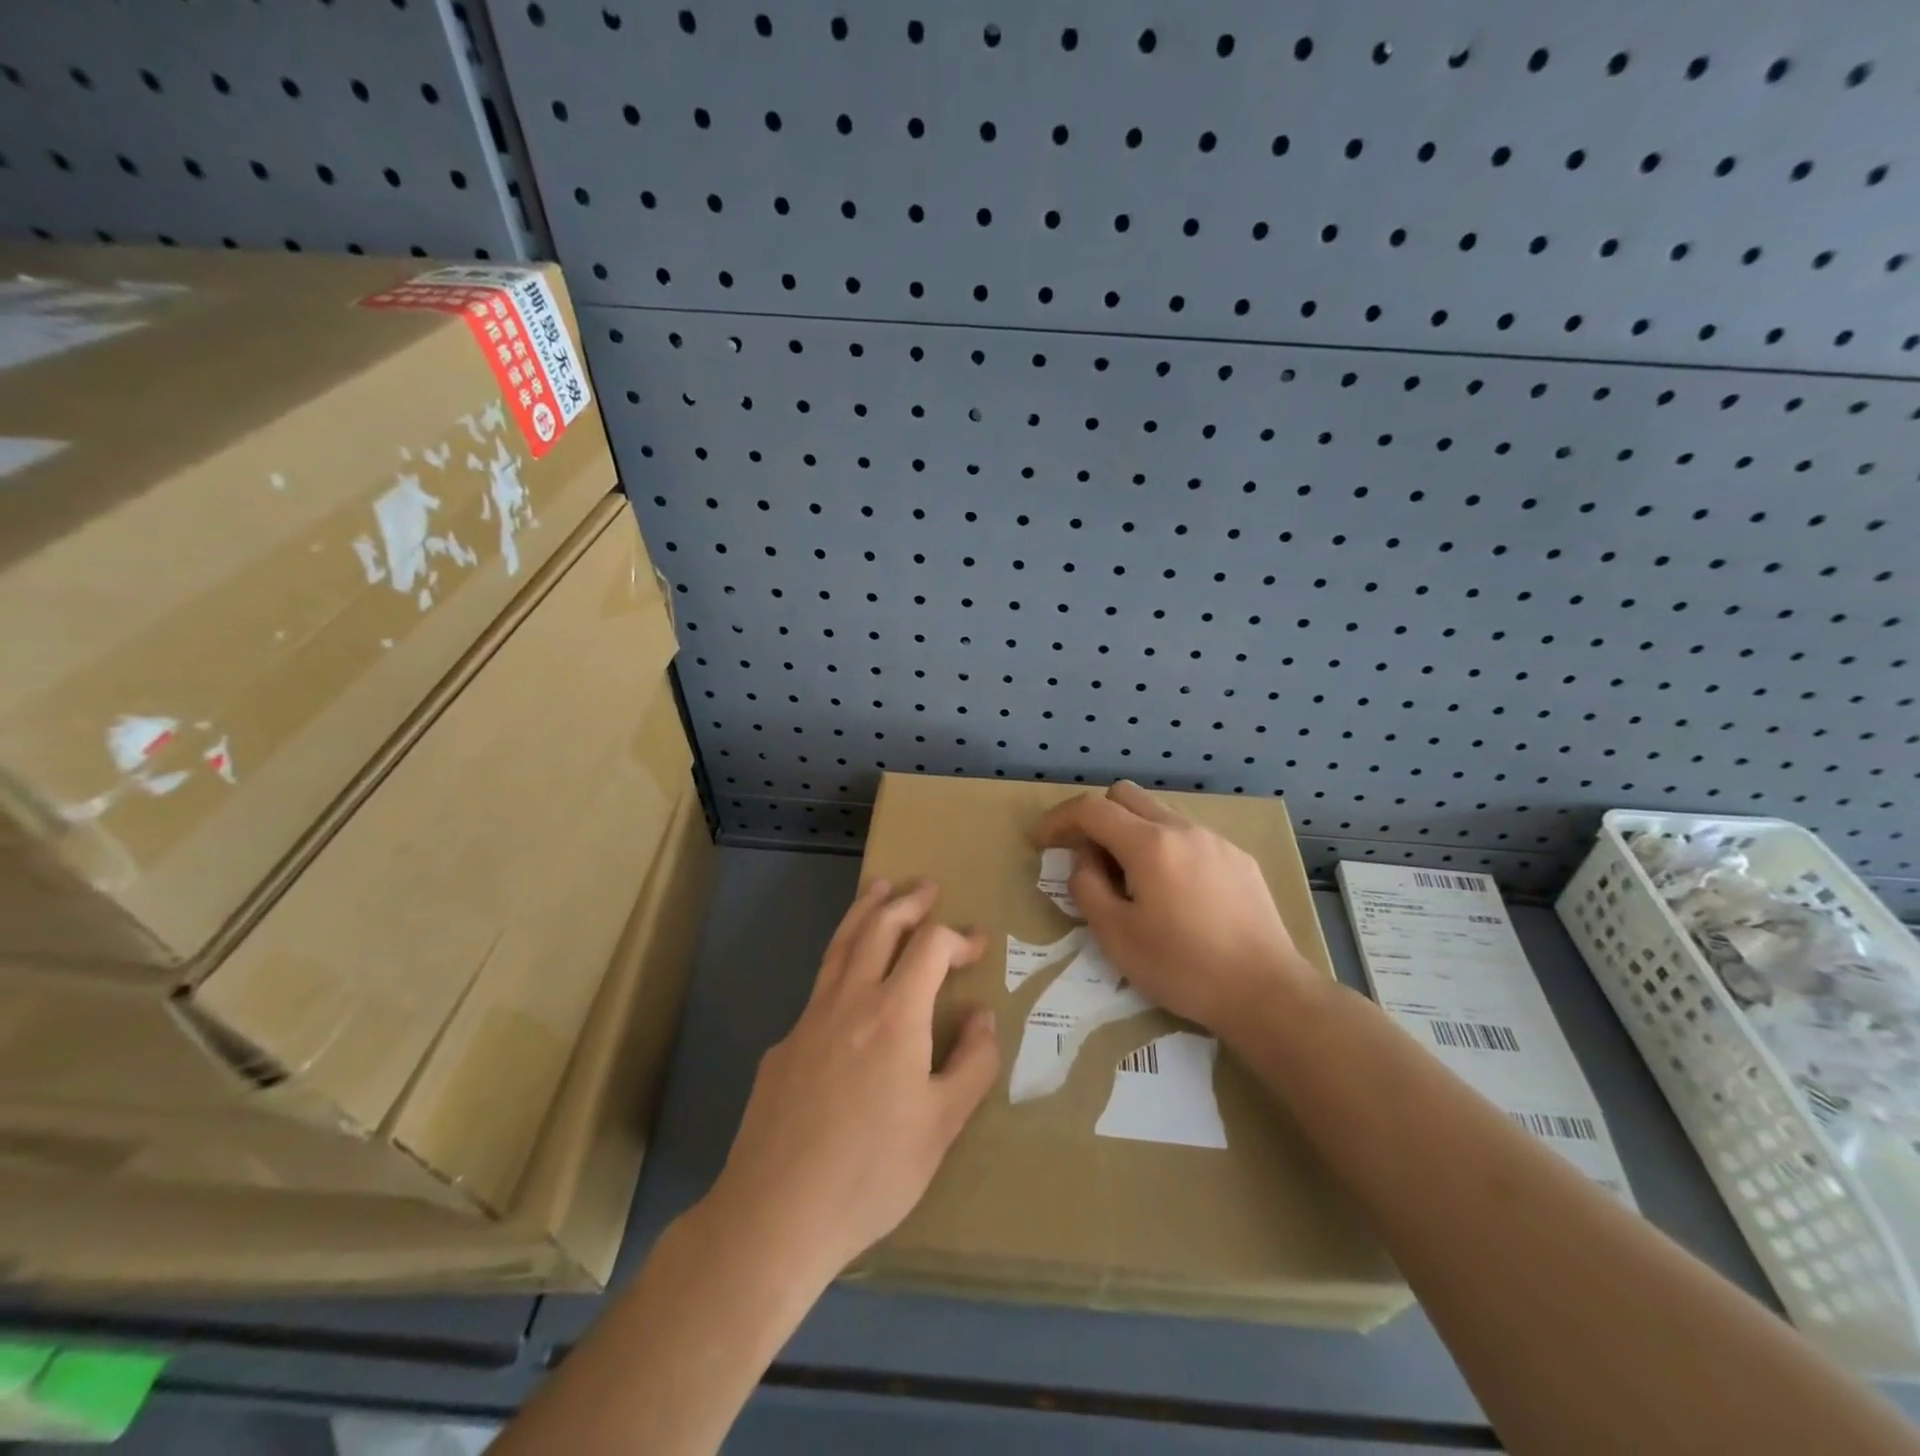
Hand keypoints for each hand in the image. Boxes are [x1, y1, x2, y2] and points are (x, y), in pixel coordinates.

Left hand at [706, 880, 999, 1287]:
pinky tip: (847, 982)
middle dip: (907, 902)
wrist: (775, 1212)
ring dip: (865, 911)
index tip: (977, 944)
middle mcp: (850, 999)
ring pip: (841, 944)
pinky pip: (819, 986)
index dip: (958, 937)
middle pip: (879, 927)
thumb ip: (971, 1063)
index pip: (930, 946)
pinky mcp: (783, 1045)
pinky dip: (841, 962)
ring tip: (878, 888)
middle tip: (927, 887)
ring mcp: (809, 1018)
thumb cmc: (872, 1172)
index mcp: (895, 1013)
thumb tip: (982, 1016)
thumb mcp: (942, 1125)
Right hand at [1033, 781, 1320, 1033]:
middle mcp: (1183, 829)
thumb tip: (1084, 860)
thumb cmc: (1183, 967)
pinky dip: (1164, 847)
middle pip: (1125, 795)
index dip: (1059, 819)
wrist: (1266, 992)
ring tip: (1128, 878)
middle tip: (1084, 856)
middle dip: (1095, 816)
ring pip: (1159, 813)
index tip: (1041, 842)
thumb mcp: (1116, 936)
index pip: (1091, 808)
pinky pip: (1188, 836)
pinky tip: (1172, 890)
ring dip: (1131, 831)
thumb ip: (1088, 887)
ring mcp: (1216, 841)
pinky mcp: (1238, 859)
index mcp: (1149, 844)